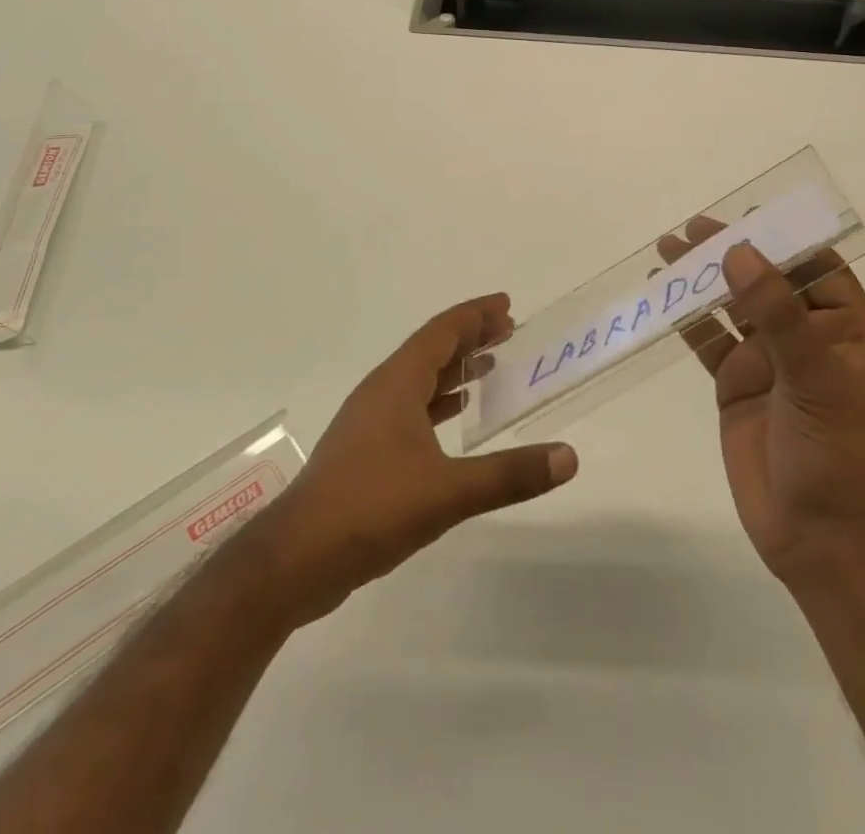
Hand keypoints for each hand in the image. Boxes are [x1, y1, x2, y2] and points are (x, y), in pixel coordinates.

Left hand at [244, 294, 577, 626]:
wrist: (295, 559)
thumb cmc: (370, 509)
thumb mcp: (447, 492)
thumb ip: (509, 475)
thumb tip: (569, 457)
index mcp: (397, 383)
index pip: (442, 332)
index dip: (475, 315)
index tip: (507, 305)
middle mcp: (382, 392)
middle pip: (431, 350)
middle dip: (470, 337)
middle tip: (509, 331)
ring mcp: (369, 422)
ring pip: (419, 379)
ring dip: (455, 369)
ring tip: (490, 367)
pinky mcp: (364, 451)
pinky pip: (410, 408)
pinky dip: (438, 402)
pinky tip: (455, 417)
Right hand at [657, 223, 864, 588]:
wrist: (820, 540)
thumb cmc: (837, 454)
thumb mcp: (815, 378)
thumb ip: (776, 313)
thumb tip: (738, 251)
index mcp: (845, 329)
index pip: (816, 267)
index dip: (782, 237)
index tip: (743, 215)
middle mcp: (806, 337)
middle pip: (766, 279)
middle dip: (731, 251)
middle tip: (689, 227)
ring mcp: (768, 361)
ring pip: (732, 306)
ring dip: (702, 278)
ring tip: (666, 249)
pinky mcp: (736, 385)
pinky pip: (708, 341)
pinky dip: (685, 318)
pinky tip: (661, 297)